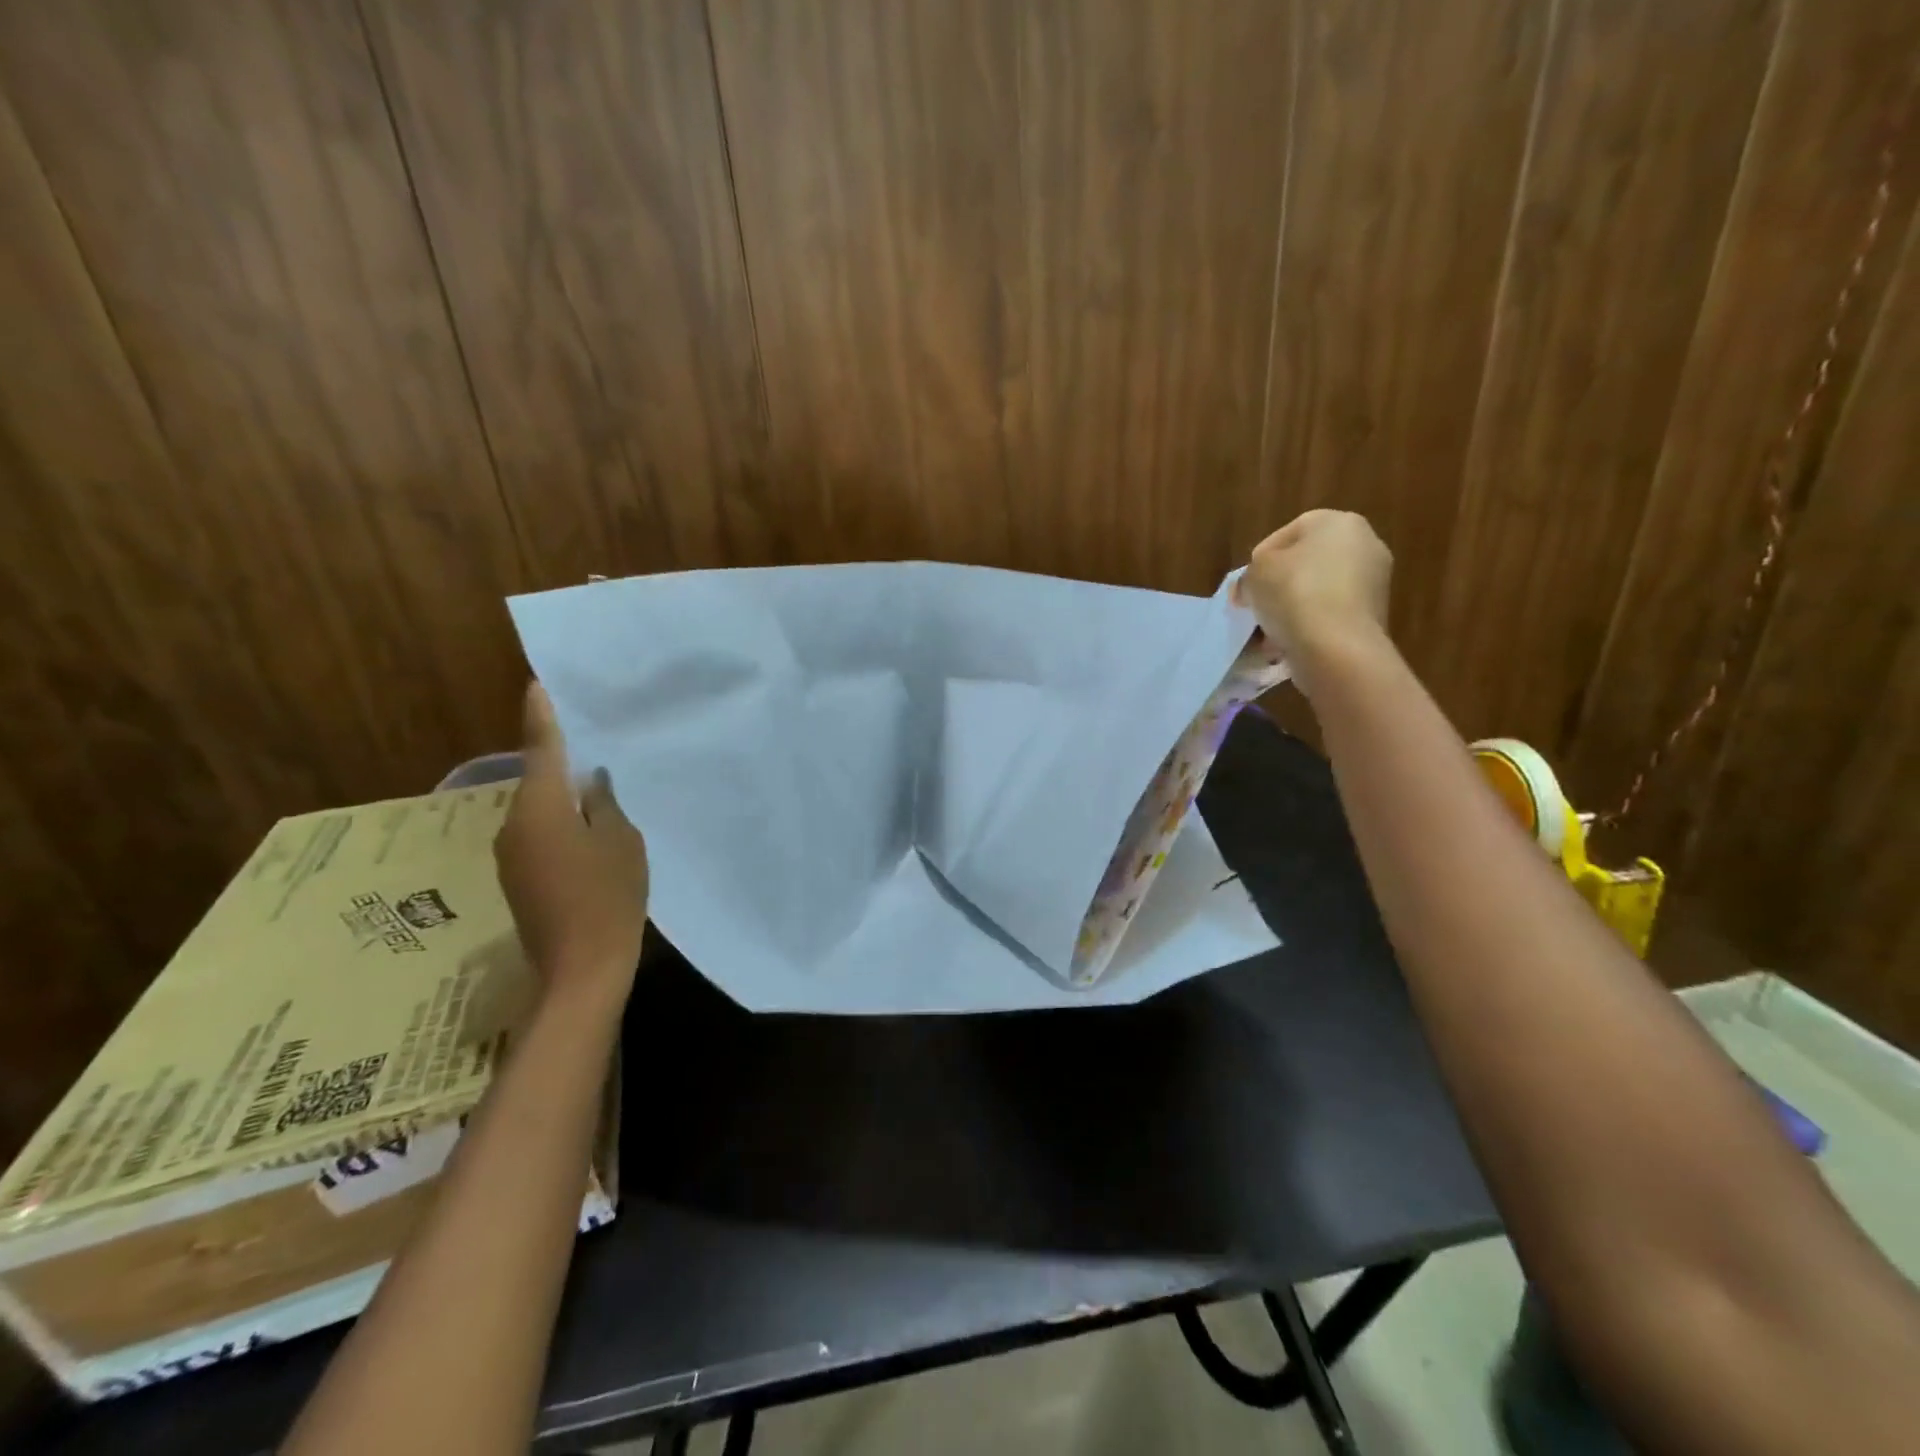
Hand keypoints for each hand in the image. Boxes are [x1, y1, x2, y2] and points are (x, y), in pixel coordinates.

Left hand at [494, 682, 647, 1005]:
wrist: (582, 970)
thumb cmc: (609, 896)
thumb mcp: (622, 841)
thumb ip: (604, 803)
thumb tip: (591, 782)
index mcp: (540, 808)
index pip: (540, 749)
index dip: (541, 716)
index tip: (537, 685)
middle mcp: (514, 826)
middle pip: (538, 781)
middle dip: (561, 761)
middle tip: (593, 742)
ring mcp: (512, 856)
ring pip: (539, 810)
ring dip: (563, 798)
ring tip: (599, 788)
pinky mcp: (520, 880)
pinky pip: (540, 836)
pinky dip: (561, 825)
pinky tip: (590, 832)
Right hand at [1233, 510, 1392, 689]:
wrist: (1337, 646)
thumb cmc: (1294, 594)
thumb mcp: (1254, 575)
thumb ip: (1248, 575)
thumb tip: (1249, 589)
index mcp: (1337, 522)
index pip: (1285, 535)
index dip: (1258, 562)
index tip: (1246, 588)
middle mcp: (1365, 544)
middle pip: (1305, 565)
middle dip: (1277, 588)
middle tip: (1256, 610)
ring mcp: (1374, 582)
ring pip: (1317, 593)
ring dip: (1291, 611)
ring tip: (1269, 636)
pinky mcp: (1374, 616)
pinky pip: (1331, 616)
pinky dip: (1310, 628)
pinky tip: (1290, 646)